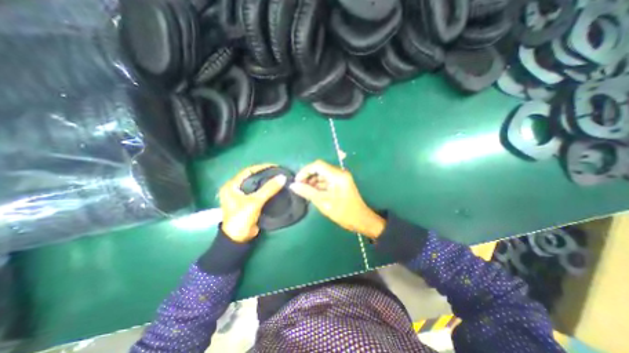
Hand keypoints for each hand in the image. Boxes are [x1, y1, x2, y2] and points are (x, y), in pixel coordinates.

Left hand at [217, 165, 284, 242]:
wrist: (239, 238)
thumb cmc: (241, 218)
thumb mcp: (255, 202)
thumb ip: (268, 189)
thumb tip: (283, 177)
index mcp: (232, 186)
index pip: (248, 171)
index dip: (261, 167)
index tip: (275, 166)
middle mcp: (236, 189)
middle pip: (252, 177)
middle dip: (265, 174)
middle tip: (278, 172)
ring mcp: (242, 196)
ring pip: (256, 185)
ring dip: (266, 182)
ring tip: (279, 178)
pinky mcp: (248, 203)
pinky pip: (259, 192)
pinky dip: (266, 189)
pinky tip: (275, 188)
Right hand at [289, 161, 382, 237]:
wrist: (361, 220)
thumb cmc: (344, 213)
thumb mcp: (324, 203)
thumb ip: (308, 192)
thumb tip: (293, 185)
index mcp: (337, 176)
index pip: (318, 165)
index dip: (305, 171)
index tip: (297, 181)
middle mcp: (340, 173)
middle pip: (320, 169)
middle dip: (308, 176)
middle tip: (299, 187)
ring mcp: (341, 177)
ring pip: (323, 174)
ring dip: (313, 181)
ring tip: (305, 191)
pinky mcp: (341, 182)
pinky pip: (327, 180)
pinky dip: (319, 185)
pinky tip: (313, 193)